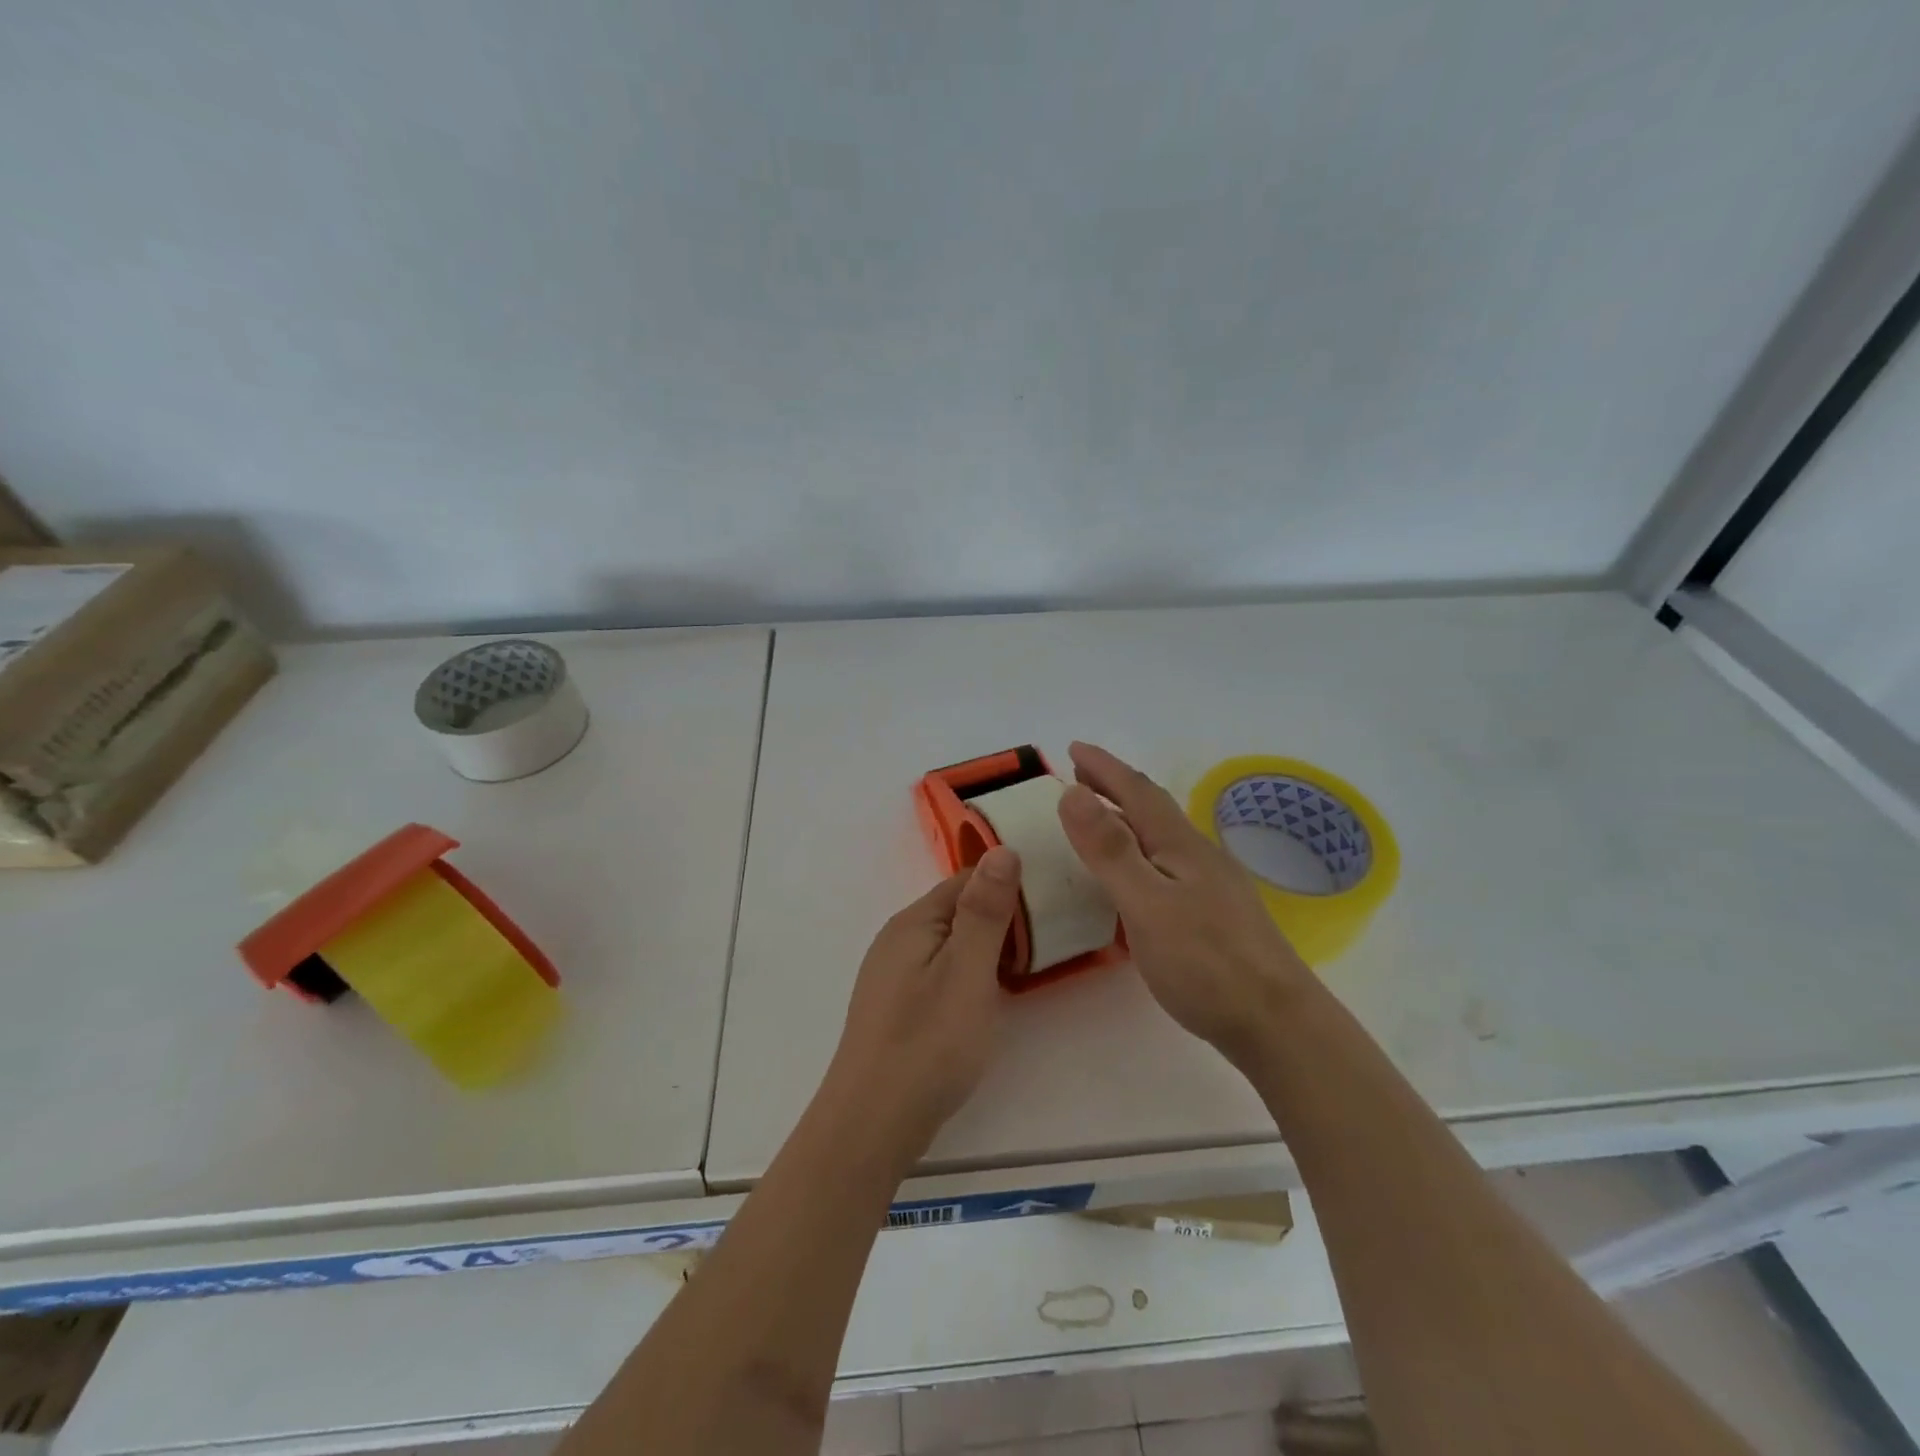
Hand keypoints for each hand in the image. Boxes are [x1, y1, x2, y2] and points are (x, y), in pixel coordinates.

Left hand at [824, 847, 1022, 1160]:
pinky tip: (985, 1000)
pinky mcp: (896, 1006)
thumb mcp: (968, 971)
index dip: (1008, 886)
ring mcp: (892, 974)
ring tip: (1026, 969)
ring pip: (950, 944)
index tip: (1051, 902)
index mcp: (914, 922)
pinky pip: (939, 972)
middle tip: (1047, 942)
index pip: (966, 880)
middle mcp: (898, 939)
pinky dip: (968, 975)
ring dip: (986, 949)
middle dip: (1000, 919)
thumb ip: (986, 911)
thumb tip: (1003, 849)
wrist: (873, 1123)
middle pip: (957, 910)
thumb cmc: (929, 1042)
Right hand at [1055, 741, 1310, 1066]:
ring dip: (1128, 817)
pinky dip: (1142, 851)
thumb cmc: (1206, 963)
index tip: (1072, 748)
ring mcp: (1213, 885)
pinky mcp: (1218, 914)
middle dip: (1115, 785)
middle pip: (1153, 808)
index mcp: (1180, 845)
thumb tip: (1072, 792)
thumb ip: (1110, 850)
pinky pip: (1169, 863)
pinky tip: (1140, 876)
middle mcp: (1199, 855)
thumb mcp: (1146, 903)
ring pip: (1163, 836)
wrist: (1278, 1023)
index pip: (1136, 792)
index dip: (1103, 767)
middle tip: (1080, 775)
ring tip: (1101, 819)